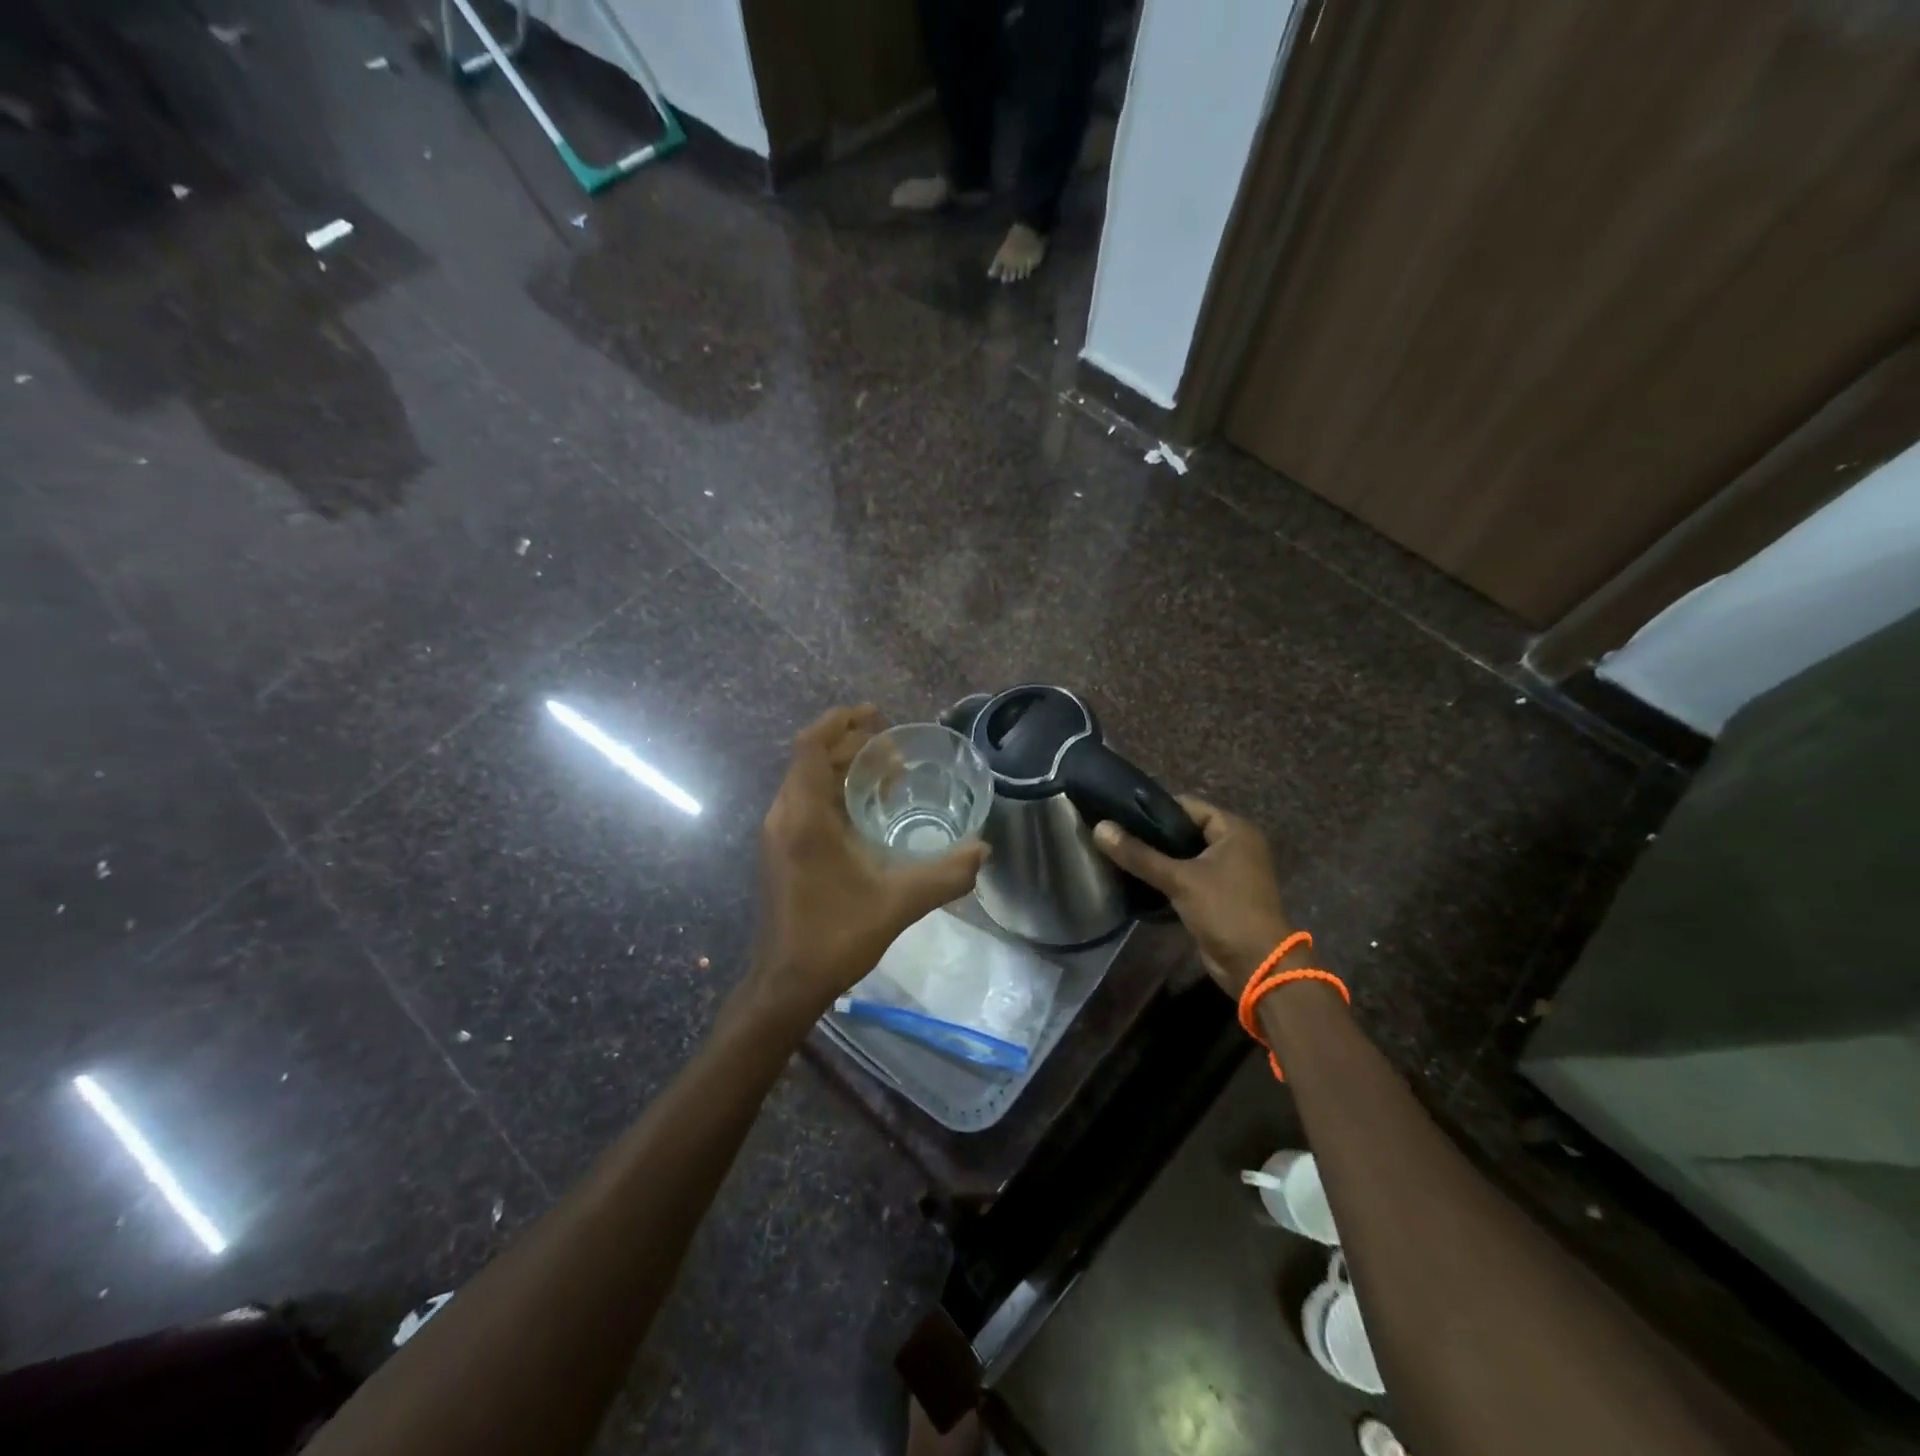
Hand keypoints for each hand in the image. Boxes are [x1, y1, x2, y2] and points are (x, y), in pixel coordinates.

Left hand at [748, 706, 987, 1025]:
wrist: (786, 983)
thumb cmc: (835, 936)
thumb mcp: (898, 903)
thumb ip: (945, 875)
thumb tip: (984, 850)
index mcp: (804, 816)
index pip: (812, 746)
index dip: (840, 721)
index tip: (876, 715)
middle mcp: (784, 816)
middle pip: (813, 760)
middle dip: (852, 746)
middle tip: (896, 752)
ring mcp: (778, 835)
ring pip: (809, 782)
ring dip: (845, 771)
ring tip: (889, 777)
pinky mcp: (781, 851)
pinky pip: (807, 804)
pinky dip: (836, 794)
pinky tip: (869, 814)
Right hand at [1092, 797, 1296, 996]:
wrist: (1257, 967)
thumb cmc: (1225, 911)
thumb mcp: (1179, 879)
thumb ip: (1139, 854)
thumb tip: (1100, 828)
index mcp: (1234, 830)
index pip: (1187, 805)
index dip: (1154, 810)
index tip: (1120, 816)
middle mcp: (1235, 845)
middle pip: (1184, 830)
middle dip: (1152, 836)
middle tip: (1116, 837)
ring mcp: (1229, 871)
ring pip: (1184, 855)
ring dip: (1158, 859)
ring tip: (1120, 857)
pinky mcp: (1220, 895)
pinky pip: (1188, 876)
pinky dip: (1167, 878)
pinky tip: (1138, 881)